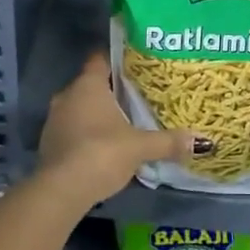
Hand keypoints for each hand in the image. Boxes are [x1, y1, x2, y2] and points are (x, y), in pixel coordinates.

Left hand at [36, 53, 197, 210]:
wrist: (61, 191)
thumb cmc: (102, 153)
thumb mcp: (140, 147)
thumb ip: (168, 142)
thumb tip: (202, 141)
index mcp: (88, 85)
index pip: (100, 59)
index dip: (117, 59)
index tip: (136, 64)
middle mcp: (67, 95)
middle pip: (91, 84)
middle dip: (111, 90)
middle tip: (137, 96)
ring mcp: (54, 120)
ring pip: (79, 108)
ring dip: (97, 114)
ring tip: (123, 123)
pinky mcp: (48, 144)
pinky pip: (71, 130)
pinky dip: (85, 134)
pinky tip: (103, 147)